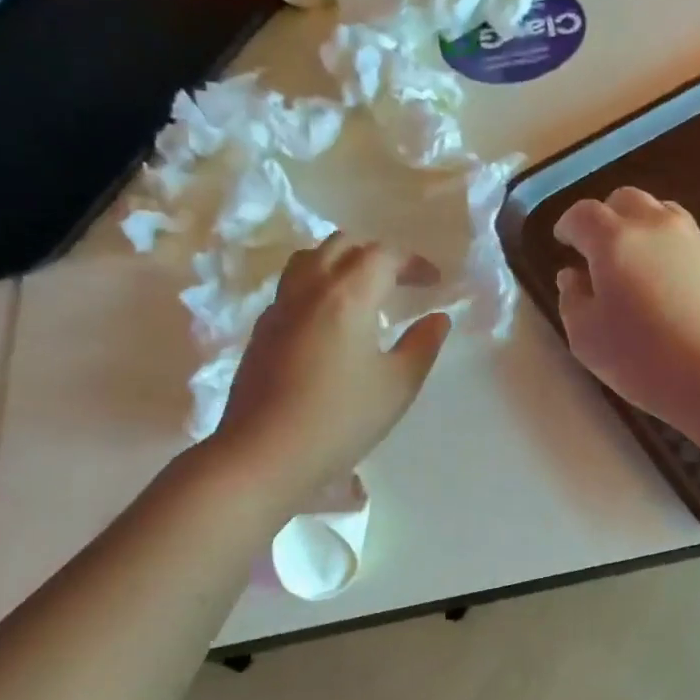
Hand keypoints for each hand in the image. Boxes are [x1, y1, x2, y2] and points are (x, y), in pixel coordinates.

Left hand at [212, 232, 450, 504]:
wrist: (263, 454)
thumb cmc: (340, 420)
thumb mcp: (397, 386)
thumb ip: (422, 345)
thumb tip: (437, 318)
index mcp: (347, 295)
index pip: (383, 255)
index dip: (413, 262)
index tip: (434, 282)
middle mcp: (309, 289)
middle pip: (342, 245)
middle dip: (376, 254)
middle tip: (400, 280)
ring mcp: (279, 308)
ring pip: (310, 260)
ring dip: (341, 262)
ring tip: (362, 291)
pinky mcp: (262, 330)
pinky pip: (292, 287)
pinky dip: (318, 286)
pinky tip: (330, 321)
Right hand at [555, 189, 699, 431]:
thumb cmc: (642, 359)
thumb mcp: (585, 338)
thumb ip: (572, 299)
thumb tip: (573, 276)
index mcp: (614, 242)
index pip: (583, 214)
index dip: (568, 225)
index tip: (563, 242)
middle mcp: (657, 228)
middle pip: (627, 200)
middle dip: (607, 216)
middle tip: (600, 248)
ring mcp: (698, 241)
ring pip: (666, 214)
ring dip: (645, 228)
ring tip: (640, 262)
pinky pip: (694, 245)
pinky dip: (676, 256)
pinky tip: (678, 291)